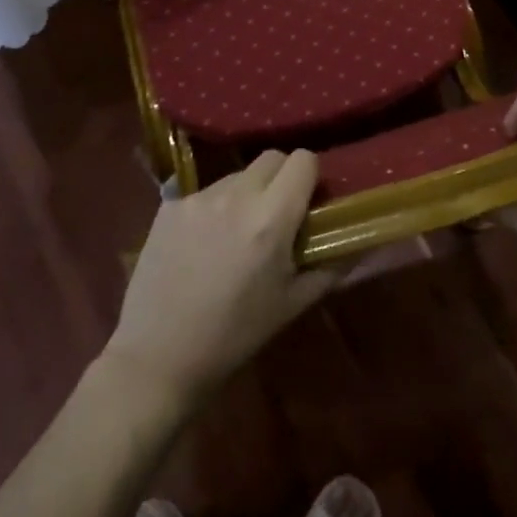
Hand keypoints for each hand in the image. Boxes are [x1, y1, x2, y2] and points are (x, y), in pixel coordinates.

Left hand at [106, 149, 338, 410]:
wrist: (158, 358)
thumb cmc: (234, 337)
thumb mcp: (291, 305)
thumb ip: (329, 267)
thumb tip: (357, 243)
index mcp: (271, 219)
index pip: (303, 160)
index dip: (310, 177)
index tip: (308, 202)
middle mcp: (236, 196)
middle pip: (271, 158)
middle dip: (281, 178)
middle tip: (277, 215)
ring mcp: (198, 198)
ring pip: (237, 174)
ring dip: (246, 193)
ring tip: (236, 235)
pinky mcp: (169, 205)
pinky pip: (204, 193)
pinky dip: (213, 208)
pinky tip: (202, 245)